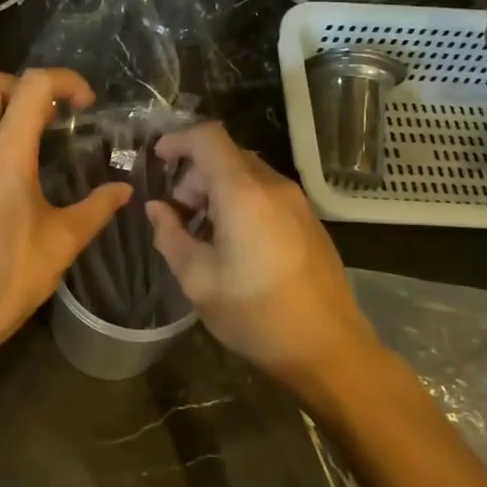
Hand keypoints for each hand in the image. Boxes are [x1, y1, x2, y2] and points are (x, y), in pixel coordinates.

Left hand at [0, 68, 130, 377]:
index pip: (33, 85)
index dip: (64, 81)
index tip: (84, 104)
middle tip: (43, 115)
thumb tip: (122, 190)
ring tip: (25, 168)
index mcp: (6, 154)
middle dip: (17, 85)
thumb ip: (96, 209)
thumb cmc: (7, 279)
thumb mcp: (61, 244)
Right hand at [144, 123, 373, 397]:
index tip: (157, 159)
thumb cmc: (257, 316)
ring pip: (248, 173)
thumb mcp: (198, 280)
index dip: (178, 140)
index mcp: (244, 193)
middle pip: (227, 154)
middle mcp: (274, 186)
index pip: (208, 138)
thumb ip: (170, 236)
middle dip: (194, 174)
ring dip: (217, 188)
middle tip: (178, 213)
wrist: (330, 349)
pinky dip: (240, 200)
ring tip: (202, 231)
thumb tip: (157, 209)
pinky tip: (233, 241)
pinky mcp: (309, 220)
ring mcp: (297, 202)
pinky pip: (266, 192)